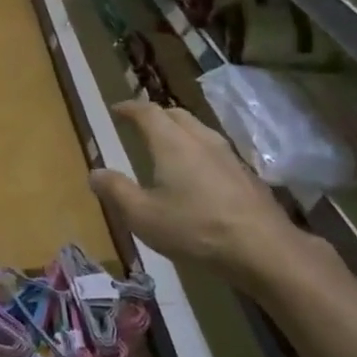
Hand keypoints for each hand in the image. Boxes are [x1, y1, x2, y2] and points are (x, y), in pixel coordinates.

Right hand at [88, 101, 335, 291]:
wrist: (262, 247)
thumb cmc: (195, 229)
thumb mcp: (143, 216)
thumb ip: (116, 191)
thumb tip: (94, 172)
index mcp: (172, 143)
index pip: (147, 112)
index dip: (129, 108)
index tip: (116, 109)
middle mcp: (201, 139)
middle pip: (176, 115)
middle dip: (155, 115)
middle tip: (140, 125)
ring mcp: (228, 155)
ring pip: (198, 130)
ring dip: (179, 131)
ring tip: (167, 145)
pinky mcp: (245, 174)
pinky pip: (214, 149)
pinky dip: (197, 150)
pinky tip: (197, 172)